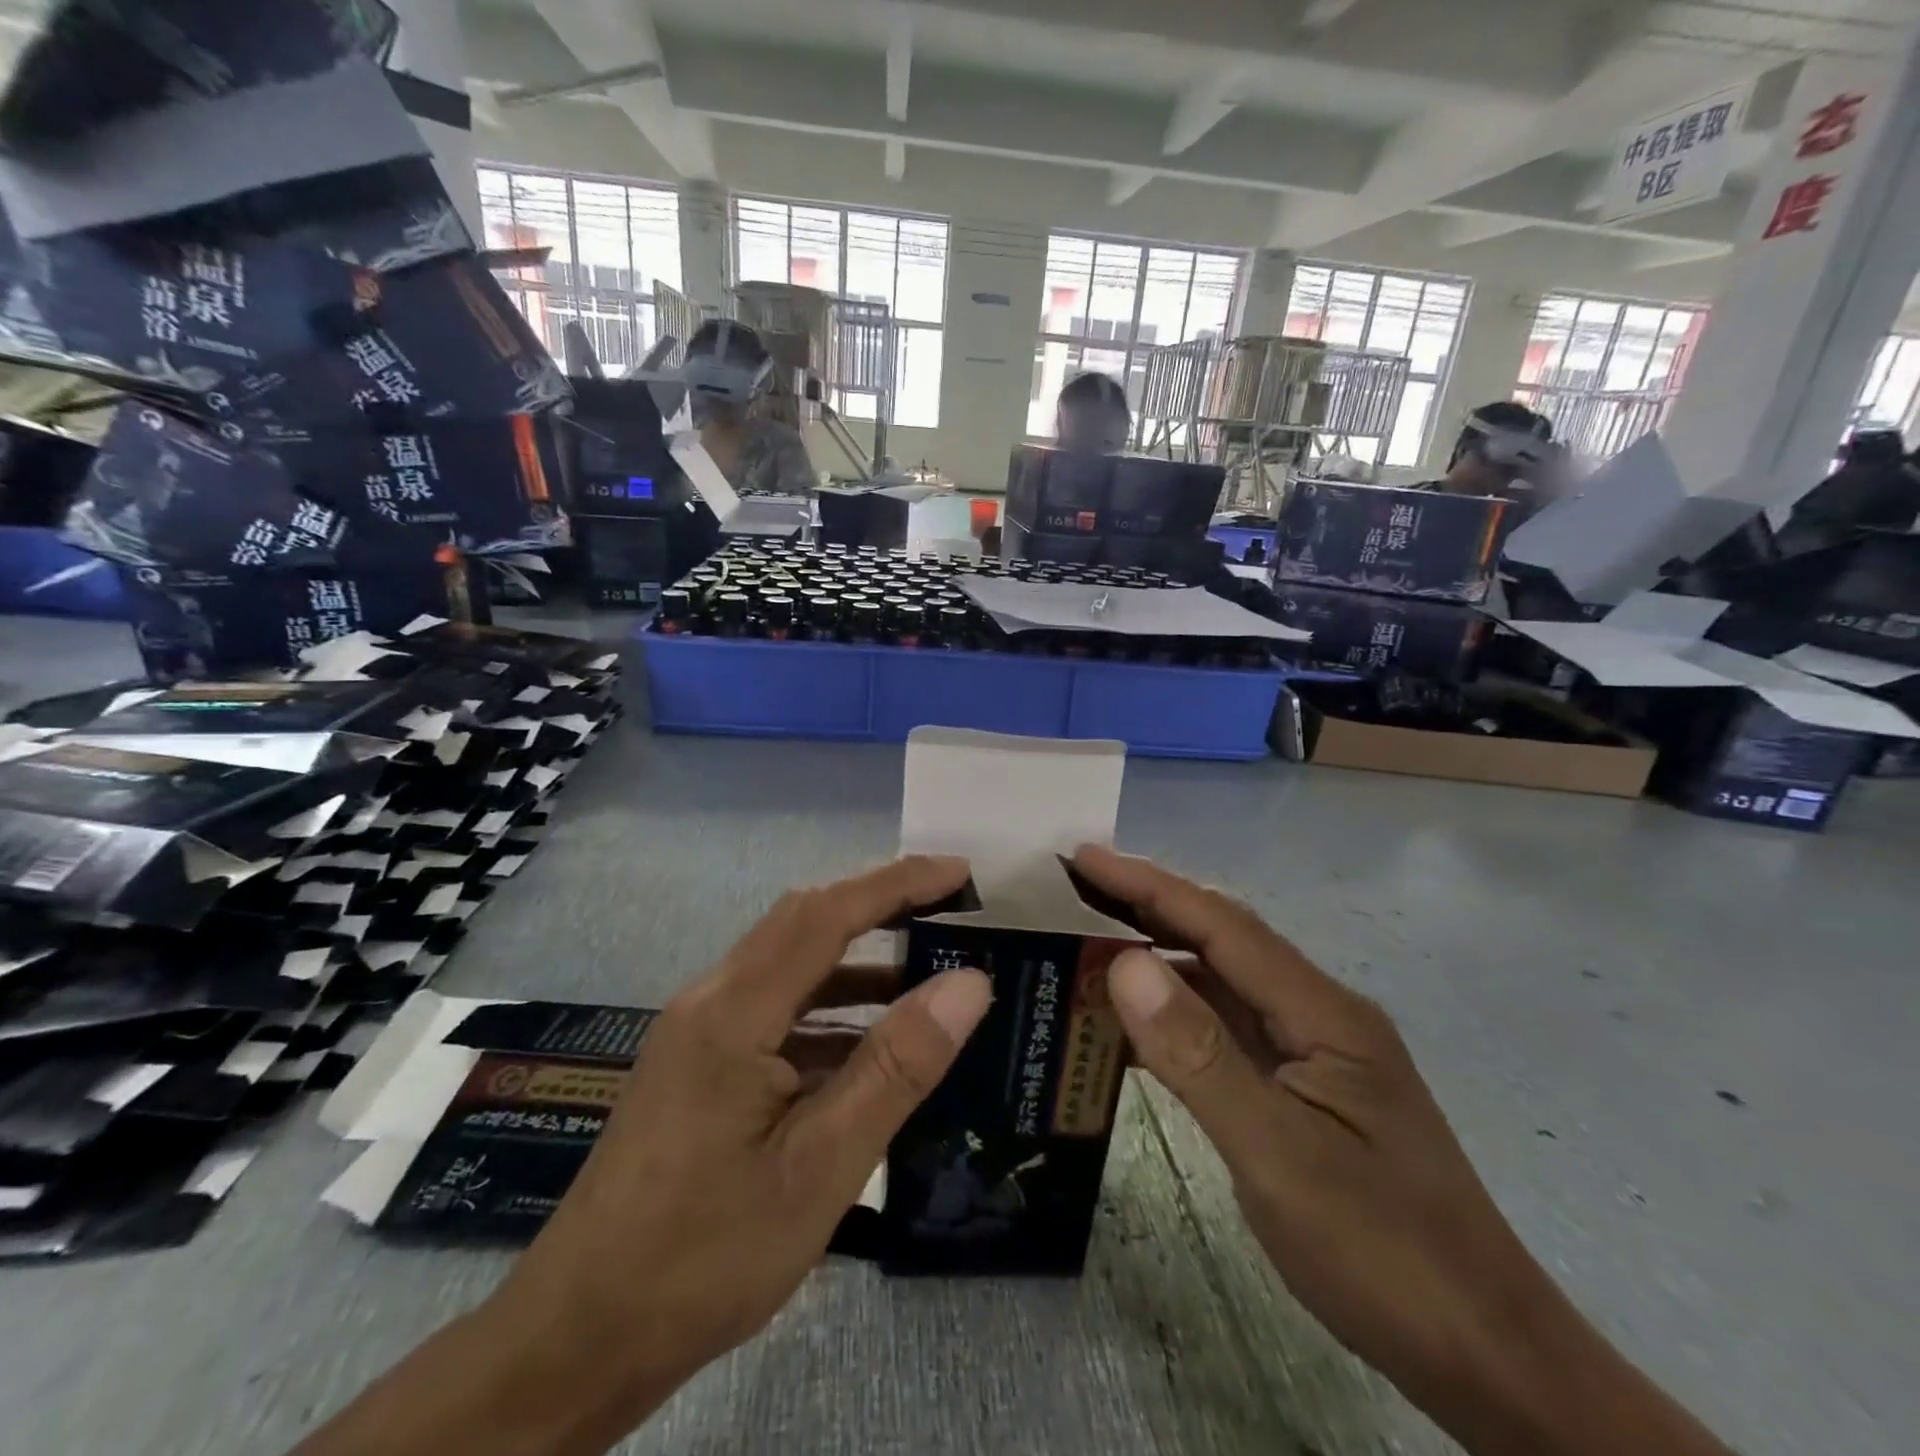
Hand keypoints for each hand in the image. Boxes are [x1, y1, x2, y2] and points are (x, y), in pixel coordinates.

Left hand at [493, 855, 991, 1420]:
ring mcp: (701, 1031)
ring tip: (927, 970)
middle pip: (804, 921)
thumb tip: (968, 983)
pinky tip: (871, 1044)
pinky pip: (777, 1009)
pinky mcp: (700, 1063)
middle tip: (949, 909)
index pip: (827, 913)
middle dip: (879, 903)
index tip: (959, 873)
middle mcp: (712, 1000)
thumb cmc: (705, 1255)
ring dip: (857, 958)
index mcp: (733, 1011)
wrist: (580, 1337)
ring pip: (790, 965)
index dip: (898, 883)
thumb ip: (896, 1067)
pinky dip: (832, 1009)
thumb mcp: (820, 1167)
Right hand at [1072, 846, 1732, 1455]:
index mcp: (1323, 1011)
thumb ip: (1199, 1054)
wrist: (1488, 1357)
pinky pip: (1227, 1029)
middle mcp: (1319, 1013)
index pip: (1220, 924)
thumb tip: (1126, 962)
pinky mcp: (1304, 1088)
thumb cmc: (1384, 1252)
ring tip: (1088, 944)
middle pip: (1222, 939)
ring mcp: (1314, 1052)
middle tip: (1075, 888)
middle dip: (1148, 904)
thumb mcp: (1278, 1154)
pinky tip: (1136, 1026)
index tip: (1084, 855)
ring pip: (1222, 983)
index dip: (1147, 883)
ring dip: (1158, 958)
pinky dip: (1175, 1014)